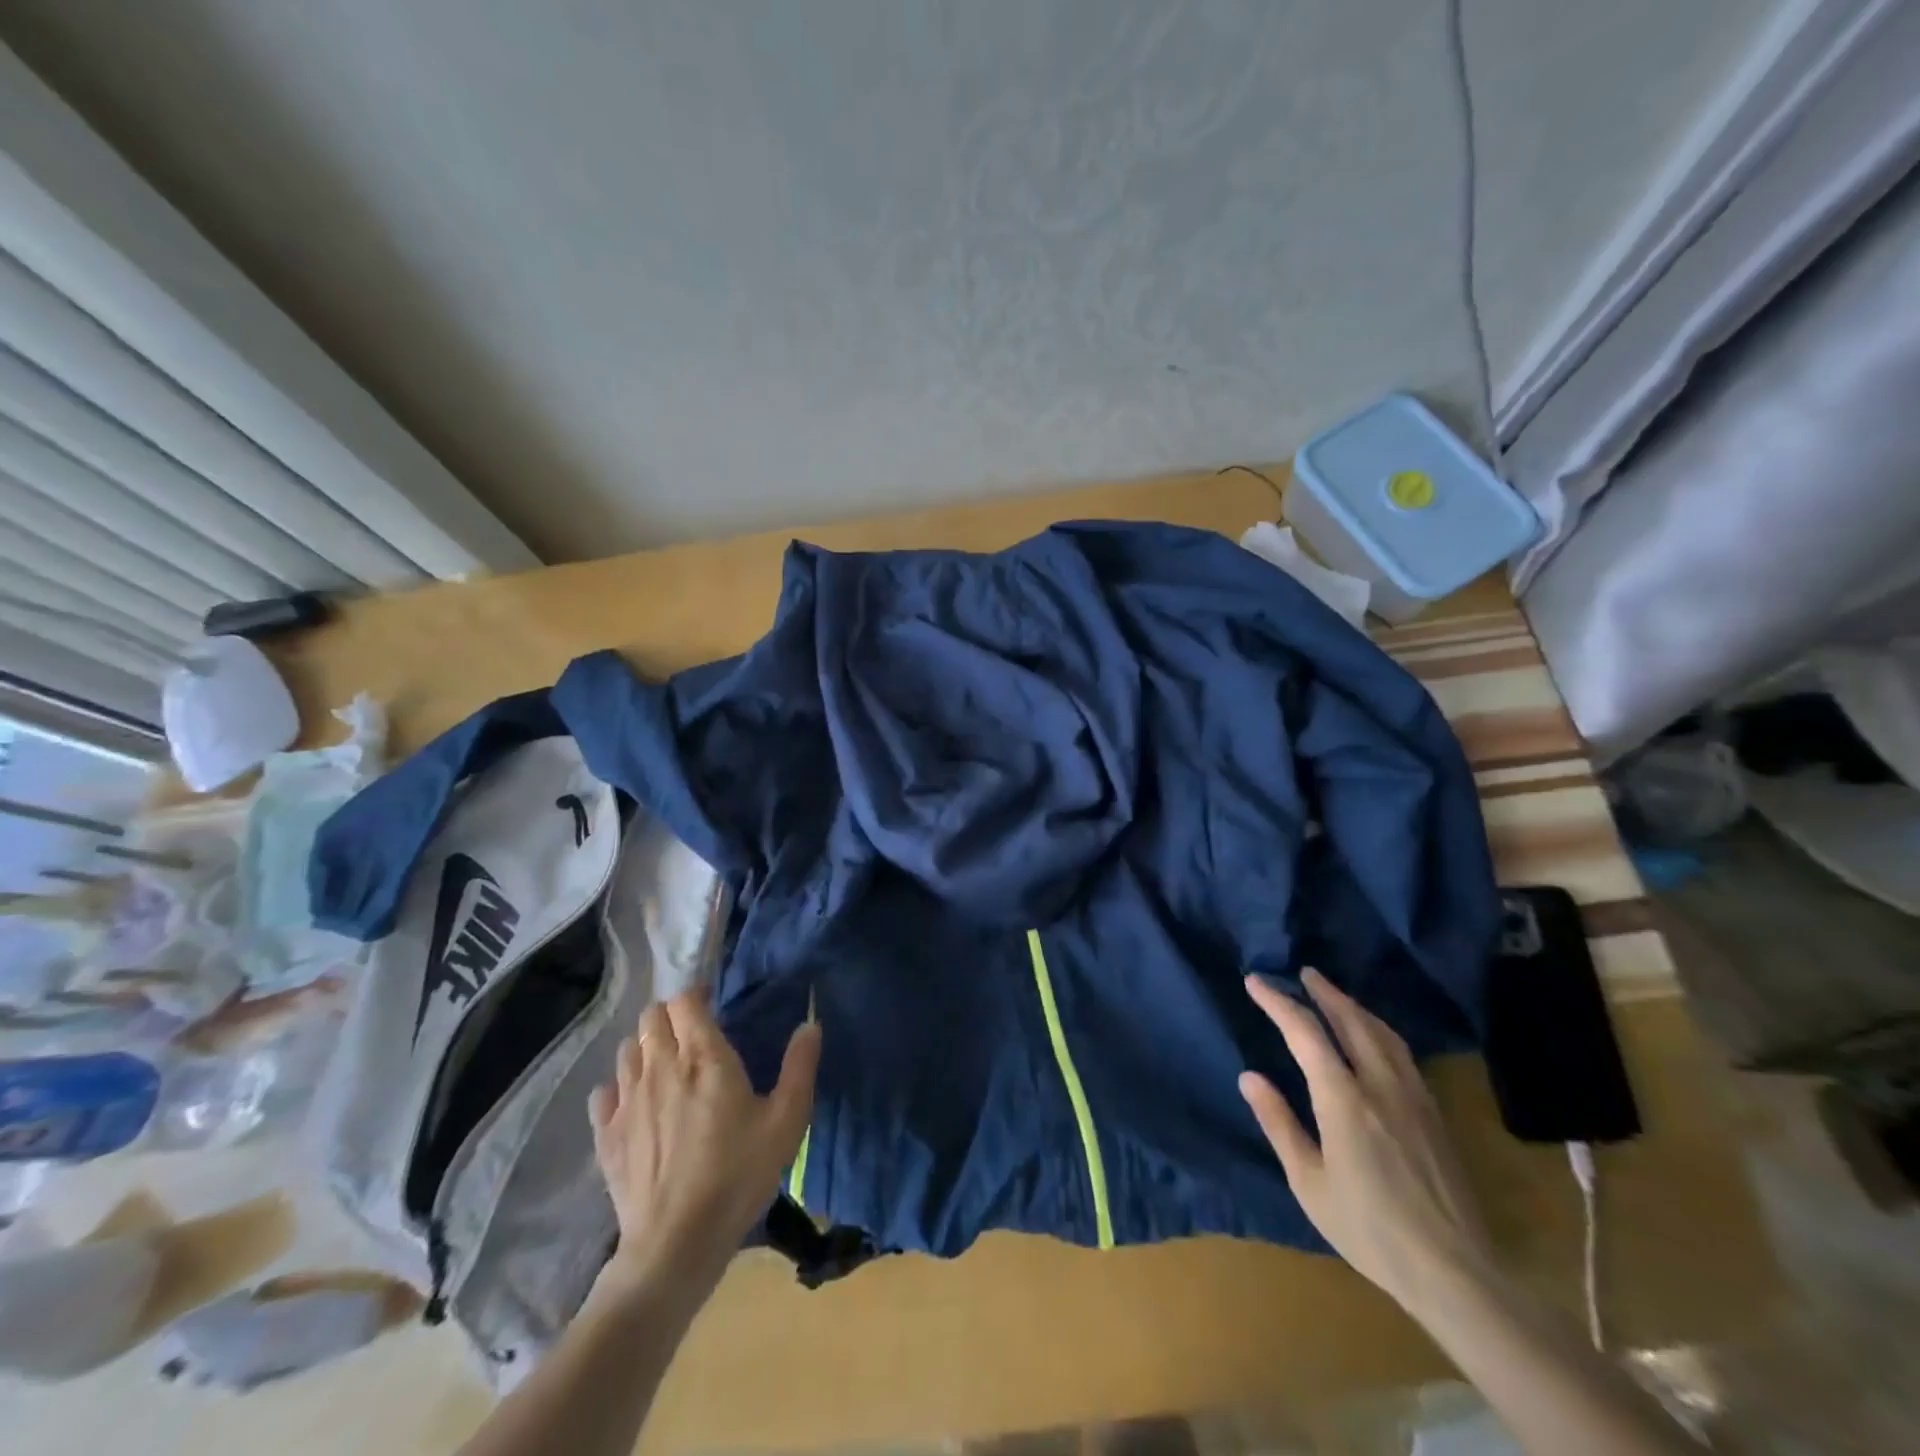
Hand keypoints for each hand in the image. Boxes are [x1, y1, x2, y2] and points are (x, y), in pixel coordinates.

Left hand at [587, 992, 819, 1302]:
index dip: (696, 995)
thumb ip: (800, 1067)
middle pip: (651, 1017)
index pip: (685, 1000)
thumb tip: (810, 1023)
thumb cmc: (738, 1175)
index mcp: (703, 1056)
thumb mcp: (786, 1121)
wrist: (676, 1244)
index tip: (712, 1006)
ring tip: (666, 1067)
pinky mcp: (605, 1135)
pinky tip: (635, 1103)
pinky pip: (603, 1092)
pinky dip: (617, 1087)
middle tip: (693, 1035)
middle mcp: (659, 1066)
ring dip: (645, 1047)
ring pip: (626, 1050)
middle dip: (670, 1016)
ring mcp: (626, 1100)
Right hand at [1240, 968, 1493, 1312]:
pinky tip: (1374, 1038)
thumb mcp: (1309, 1183)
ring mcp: (1414, 1097)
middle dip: (1325, 992)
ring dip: (1354, 1007)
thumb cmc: (1369, 1229)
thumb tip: (1249, 1076)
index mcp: (1344, 1100)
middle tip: (1304, 973)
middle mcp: (1381, 1086)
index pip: (1306, 1033)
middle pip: (1352, 1020)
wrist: (1455, 1272)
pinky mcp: (1434, 1114)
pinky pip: (1402, 1053)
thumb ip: (1279, 1123)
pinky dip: (1379, 1030)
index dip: (1278, 1003)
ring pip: (1383, 1033)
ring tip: (1335, 996)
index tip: (1255, 982)